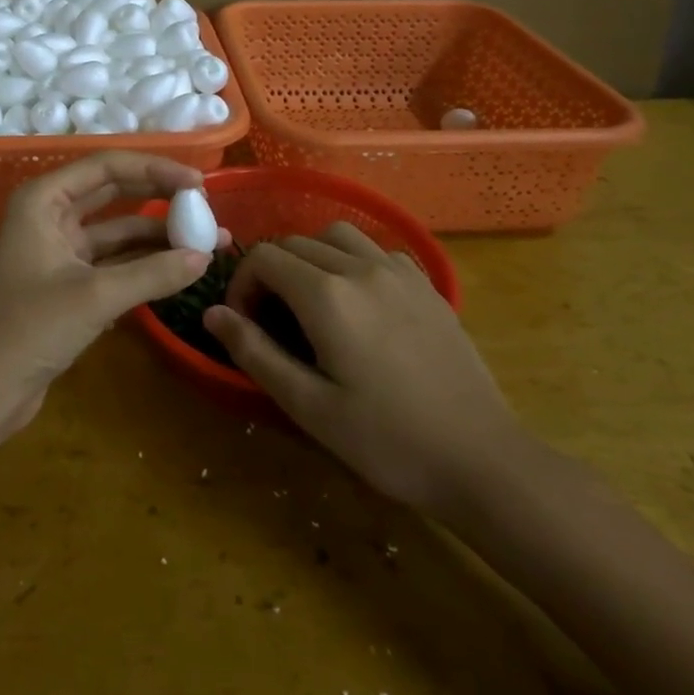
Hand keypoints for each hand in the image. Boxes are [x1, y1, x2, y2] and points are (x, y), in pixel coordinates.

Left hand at [0, 153, 223, 432]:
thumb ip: (153, 274)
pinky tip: (180, 269)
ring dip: (158, 236)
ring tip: (209, 242)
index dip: (155, 169)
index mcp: (43, 199)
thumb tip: (205, 257)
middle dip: (160, 197)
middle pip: (114, 193)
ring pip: (117, 231)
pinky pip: (113, 262)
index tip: (199, 183)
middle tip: (206, 206)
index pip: (107, 167)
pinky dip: (144, 265)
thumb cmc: (29, 328)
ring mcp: (59, 250)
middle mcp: (50, 215)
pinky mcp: (68, 283)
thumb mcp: (95, 296)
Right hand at [204, 223, 521, 517]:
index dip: (242, 285)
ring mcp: (399, 271)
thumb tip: (212, 314)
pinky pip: (376, 249)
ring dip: (311, 256)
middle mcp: (360, 267)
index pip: (264, 258)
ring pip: (336, 234)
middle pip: (295, 242)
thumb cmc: (387, 441)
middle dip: (270, 272)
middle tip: (272, 321)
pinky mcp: (426, 284)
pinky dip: (352, 260)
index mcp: (327, 295)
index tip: (245, 324)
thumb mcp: (309, 406)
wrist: (481, 460)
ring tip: (311, 300)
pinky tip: (360, 301)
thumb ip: (255, 352)